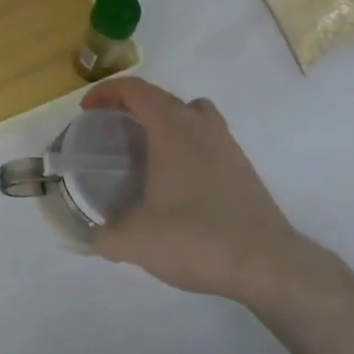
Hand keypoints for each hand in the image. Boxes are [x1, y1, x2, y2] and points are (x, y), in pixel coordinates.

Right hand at [81, 77, 317, 304]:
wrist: (268, 264)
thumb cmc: (197, 238)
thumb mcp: (136, 242)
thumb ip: (103, 235)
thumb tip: (85, 235)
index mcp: (171, 127)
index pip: (134, 89)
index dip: (106, 92)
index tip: (88, 111)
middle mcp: (199, 124)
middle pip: (160, 96)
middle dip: (131, 105)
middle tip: (110, 129)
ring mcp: (225, 143)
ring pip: (190, 112)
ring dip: (165, 118)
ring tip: (148, 147)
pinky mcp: (242, 166)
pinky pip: (207, 136)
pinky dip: (188, 141)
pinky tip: (180, 178)